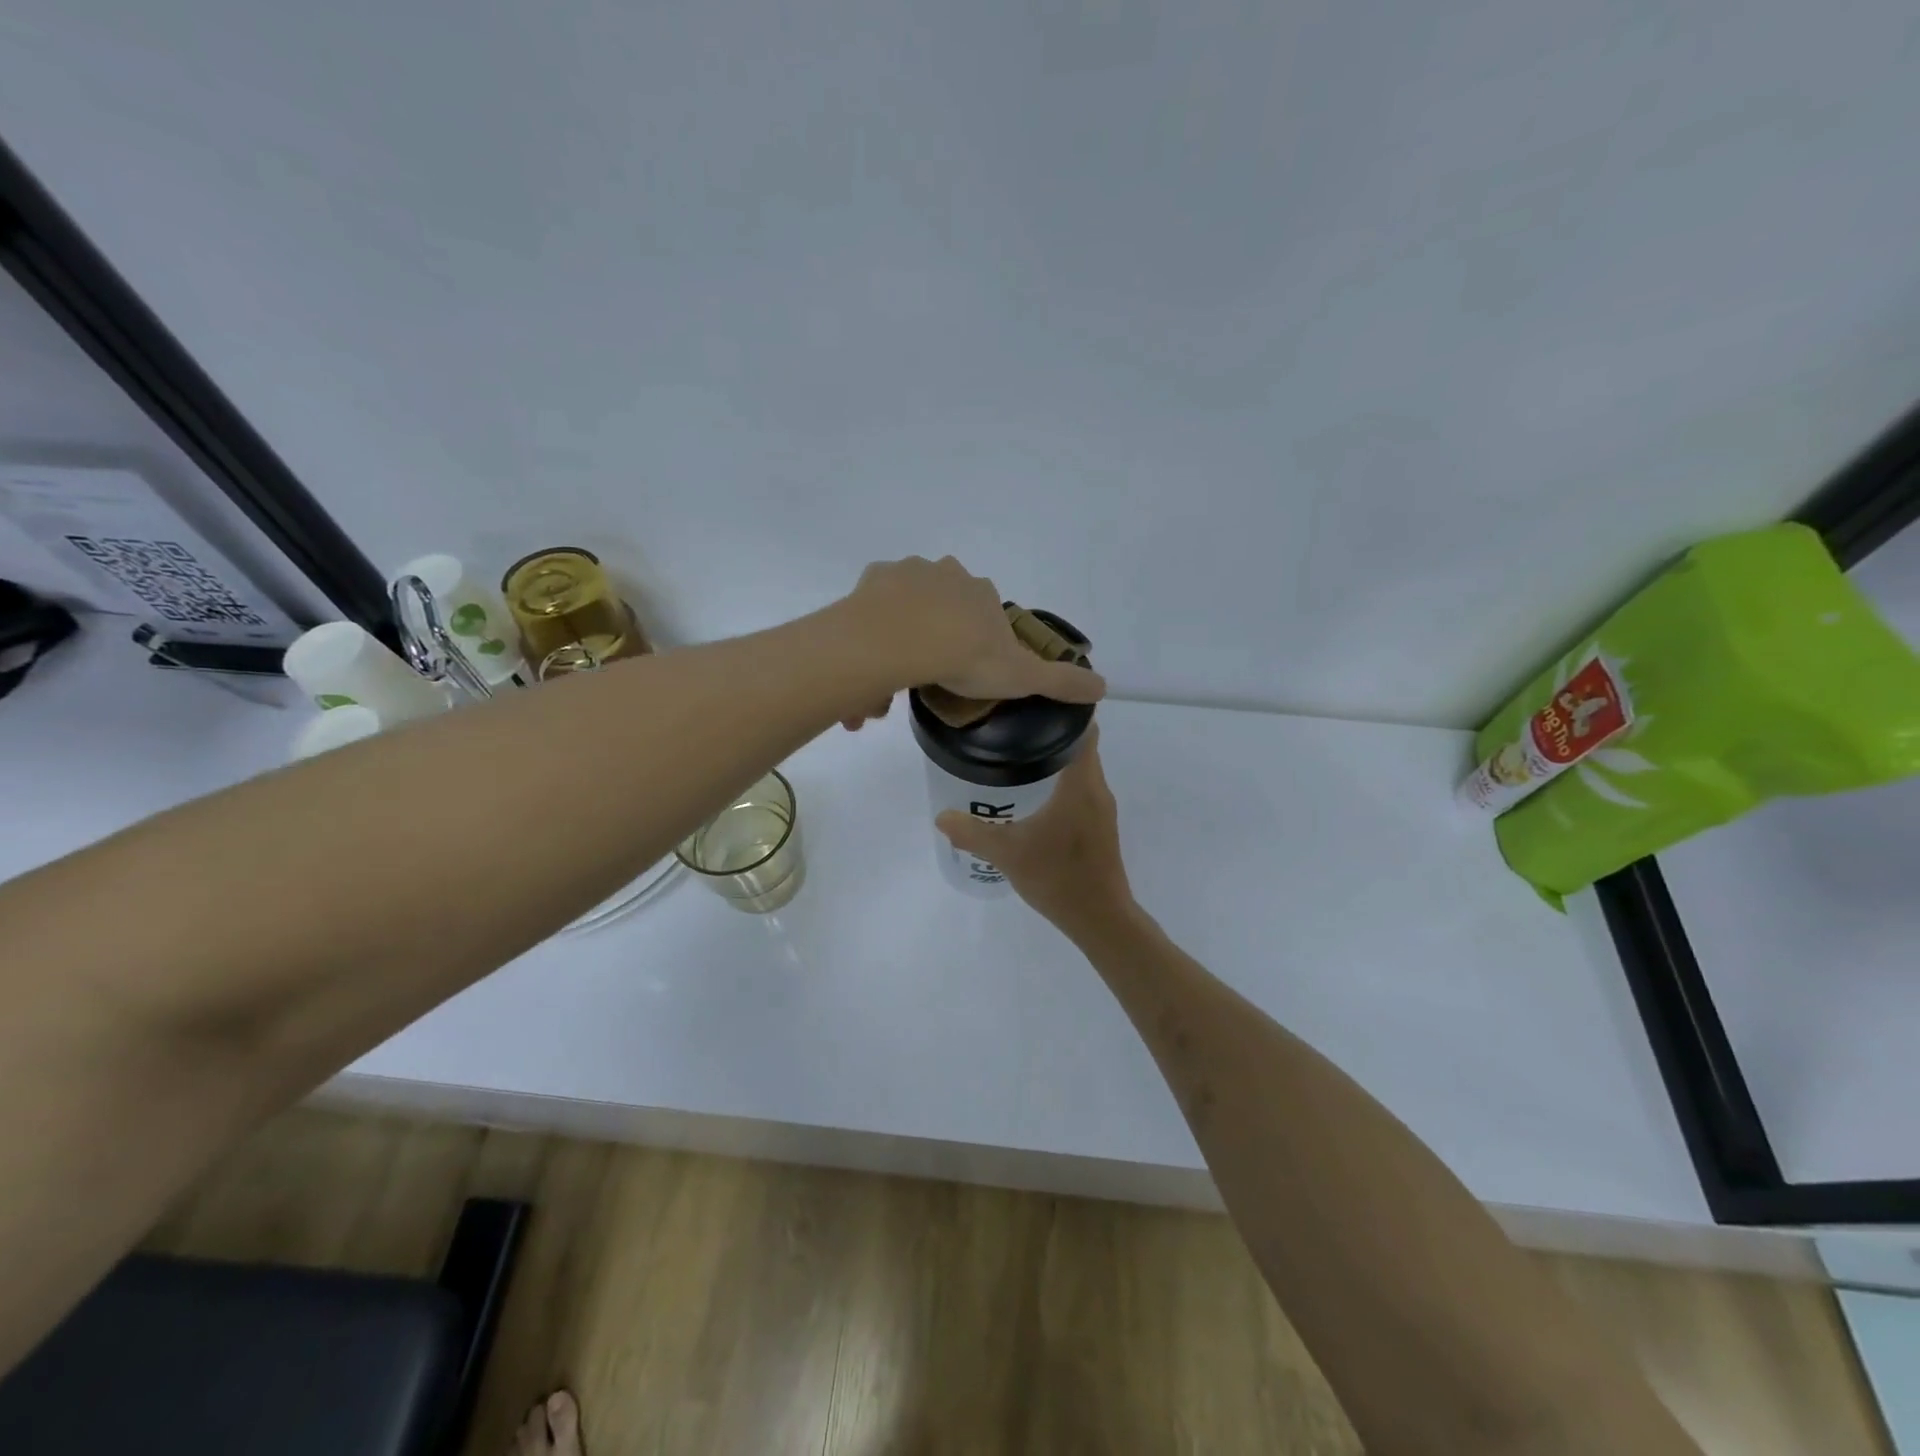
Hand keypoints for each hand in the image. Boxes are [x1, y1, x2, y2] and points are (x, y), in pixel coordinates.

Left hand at [839, 556, 1107, 729]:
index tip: (965, 667)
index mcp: (980, 593)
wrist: (900, 642)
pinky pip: (873, 609)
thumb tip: (1104, 686)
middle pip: (944, 604)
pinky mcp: (870, 582)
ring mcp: (905, 574)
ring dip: (903, 634)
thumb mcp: (1022, 676)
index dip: (976, 638)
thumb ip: (1060, 682)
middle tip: (928, 674)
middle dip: (937, 635)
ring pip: (906, 605)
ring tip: (895, 678)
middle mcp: (946, 574)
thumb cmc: (964, 657)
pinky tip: (872, 662)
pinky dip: (874, 631)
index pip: (984, 611)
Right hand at [936, 727, 1134, 939]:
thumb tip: (941, 817)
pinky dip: (1063, 782)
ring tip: (1020, 755)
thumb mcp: (1007, 853)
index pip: (1084, 729)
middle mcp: (1097, 789)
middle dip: (1052, 734)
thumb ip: (972, 833)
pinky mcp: (1101, 827)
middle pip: (1081, 746)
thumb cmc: (1058, 877)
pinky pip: (1083, 790)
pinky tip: (1036, 795)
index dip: (1065, 711)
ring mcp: (1102, 810)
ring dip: (1058, 759)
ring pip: (1082, 770)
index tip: (1035, 702)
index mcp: (1081, 784)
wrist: (1100, 919)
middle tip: (1014, 727)